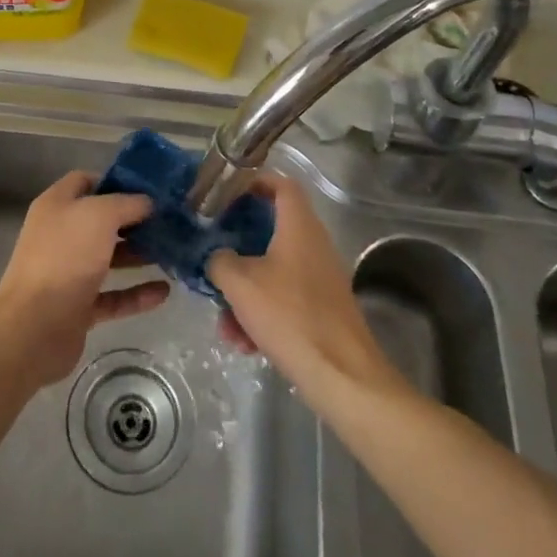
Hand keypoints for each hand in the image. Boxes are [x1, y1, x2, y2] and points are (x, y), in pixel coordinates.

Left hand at [0, 171, 169, 385]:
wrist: (35, 327)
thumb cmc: (65, 257)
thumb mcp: (99, 215)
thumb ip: (126, 204)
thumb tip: (147, 202)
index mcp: (56, 206)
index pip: (85, 182)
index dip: (114, 182)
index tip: (148, 189)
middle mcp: (59, 235)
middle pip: (100, 222)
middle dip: (133, 221)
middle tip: (168, 222)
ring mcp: (67, 273)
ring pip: (108, 259)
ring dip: (138, 256)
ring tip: (172, 254)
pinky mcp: (77, 308)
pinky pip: (112, 296)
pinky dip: (136, 294)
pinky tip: (164, 292)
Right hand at [205, 174, 395, 401]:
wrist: (342, 376)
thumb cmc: (290, 315)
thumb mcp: (240, 283)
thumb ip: (219, 260)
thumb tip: (217, 257)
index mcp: (299, 226)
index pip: (282, 184)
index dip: (255, 181)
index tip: (228, 192)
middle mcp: (314, 245)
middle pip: (271, 230)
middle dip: (238, 247)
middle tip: (213, 254)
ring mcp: (320, 278)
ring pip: (273, 271)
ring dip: (245, 292)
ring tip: (225, 323)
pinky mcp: (322, 308)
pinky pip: (284, 298)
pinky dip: (262, 314)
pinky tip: (244, 343)